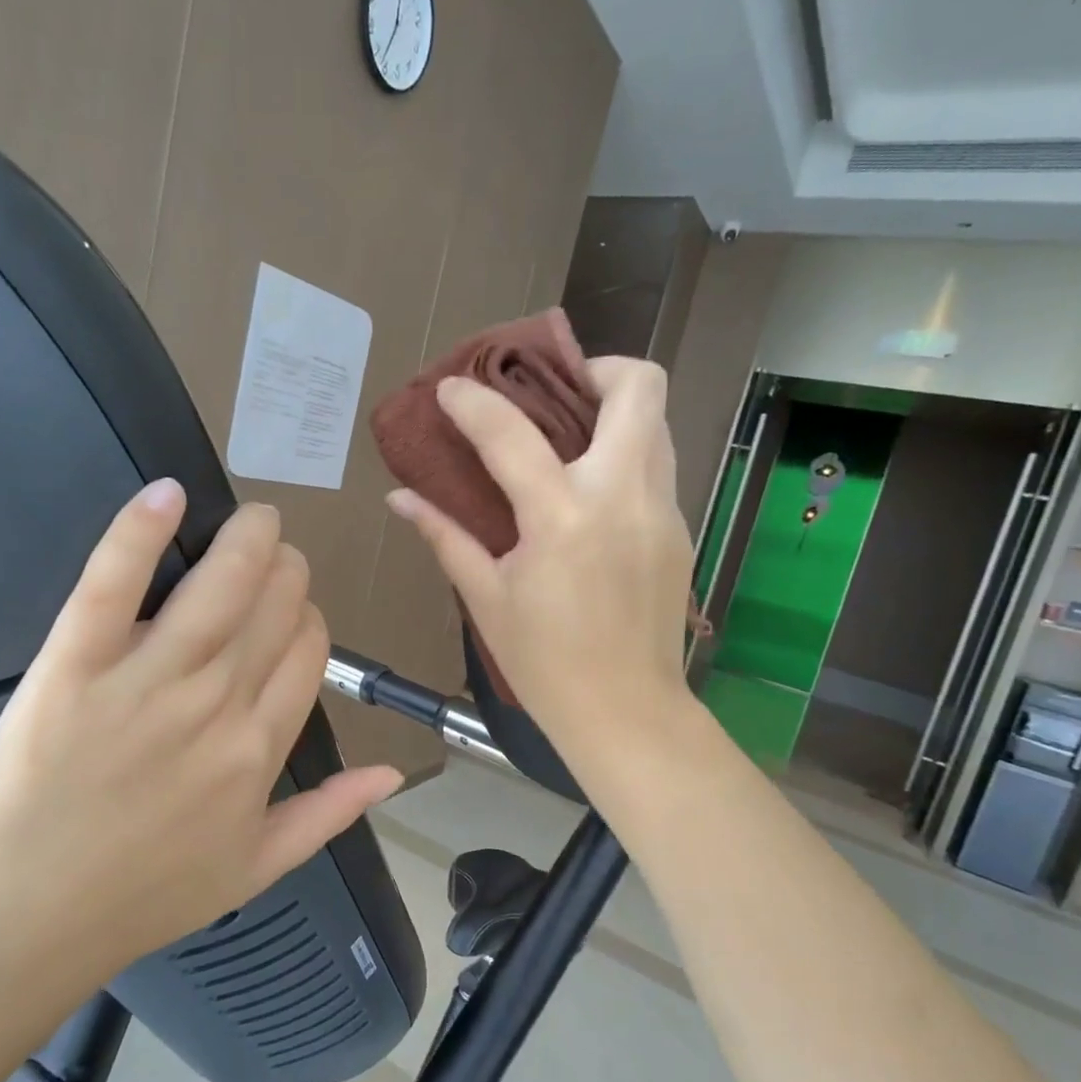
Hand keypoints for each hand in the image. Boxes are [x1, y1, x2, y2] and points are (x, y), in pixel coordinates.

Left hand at [0, 480, 401, 992]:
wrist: (26, 917)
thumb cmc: (143, 896)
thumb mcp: (255, 868)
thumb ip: (329, 814)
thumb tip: (393, 771)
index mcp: (260, 749)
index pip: (309, 650)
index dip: (308, 617)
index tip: (292, 612)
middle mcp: (217, 705)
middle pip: (275, 606)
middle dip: (285, 569)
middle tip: (271, 556)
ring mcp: (146, 682)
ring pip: (219, 585)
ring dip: (246, 537)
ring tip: (252, 518)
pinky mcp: (74, 665)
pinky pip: (115, 584)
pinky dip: (141, 532)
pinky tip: (167, 494)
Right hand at [386, 357, 696, 766]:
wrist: (627, 713)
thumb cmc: (544, 663)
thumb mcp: (486, 599)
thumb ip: (445, 537)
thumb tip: (400, 498)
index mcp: (562, 519)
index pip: (512, 434)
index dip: (474, 402)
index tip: (451, 388)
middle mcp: (623, 497)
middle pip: (637, 388)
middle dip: (595, 369)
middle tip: (552, 392)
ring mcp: (662, 510)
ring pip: (657, 422)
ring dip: (615, 410)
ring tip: (570, 434)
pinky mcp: (679, 528)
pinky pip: (659, 465)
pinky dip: (625, 453)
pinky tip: (590, 491)